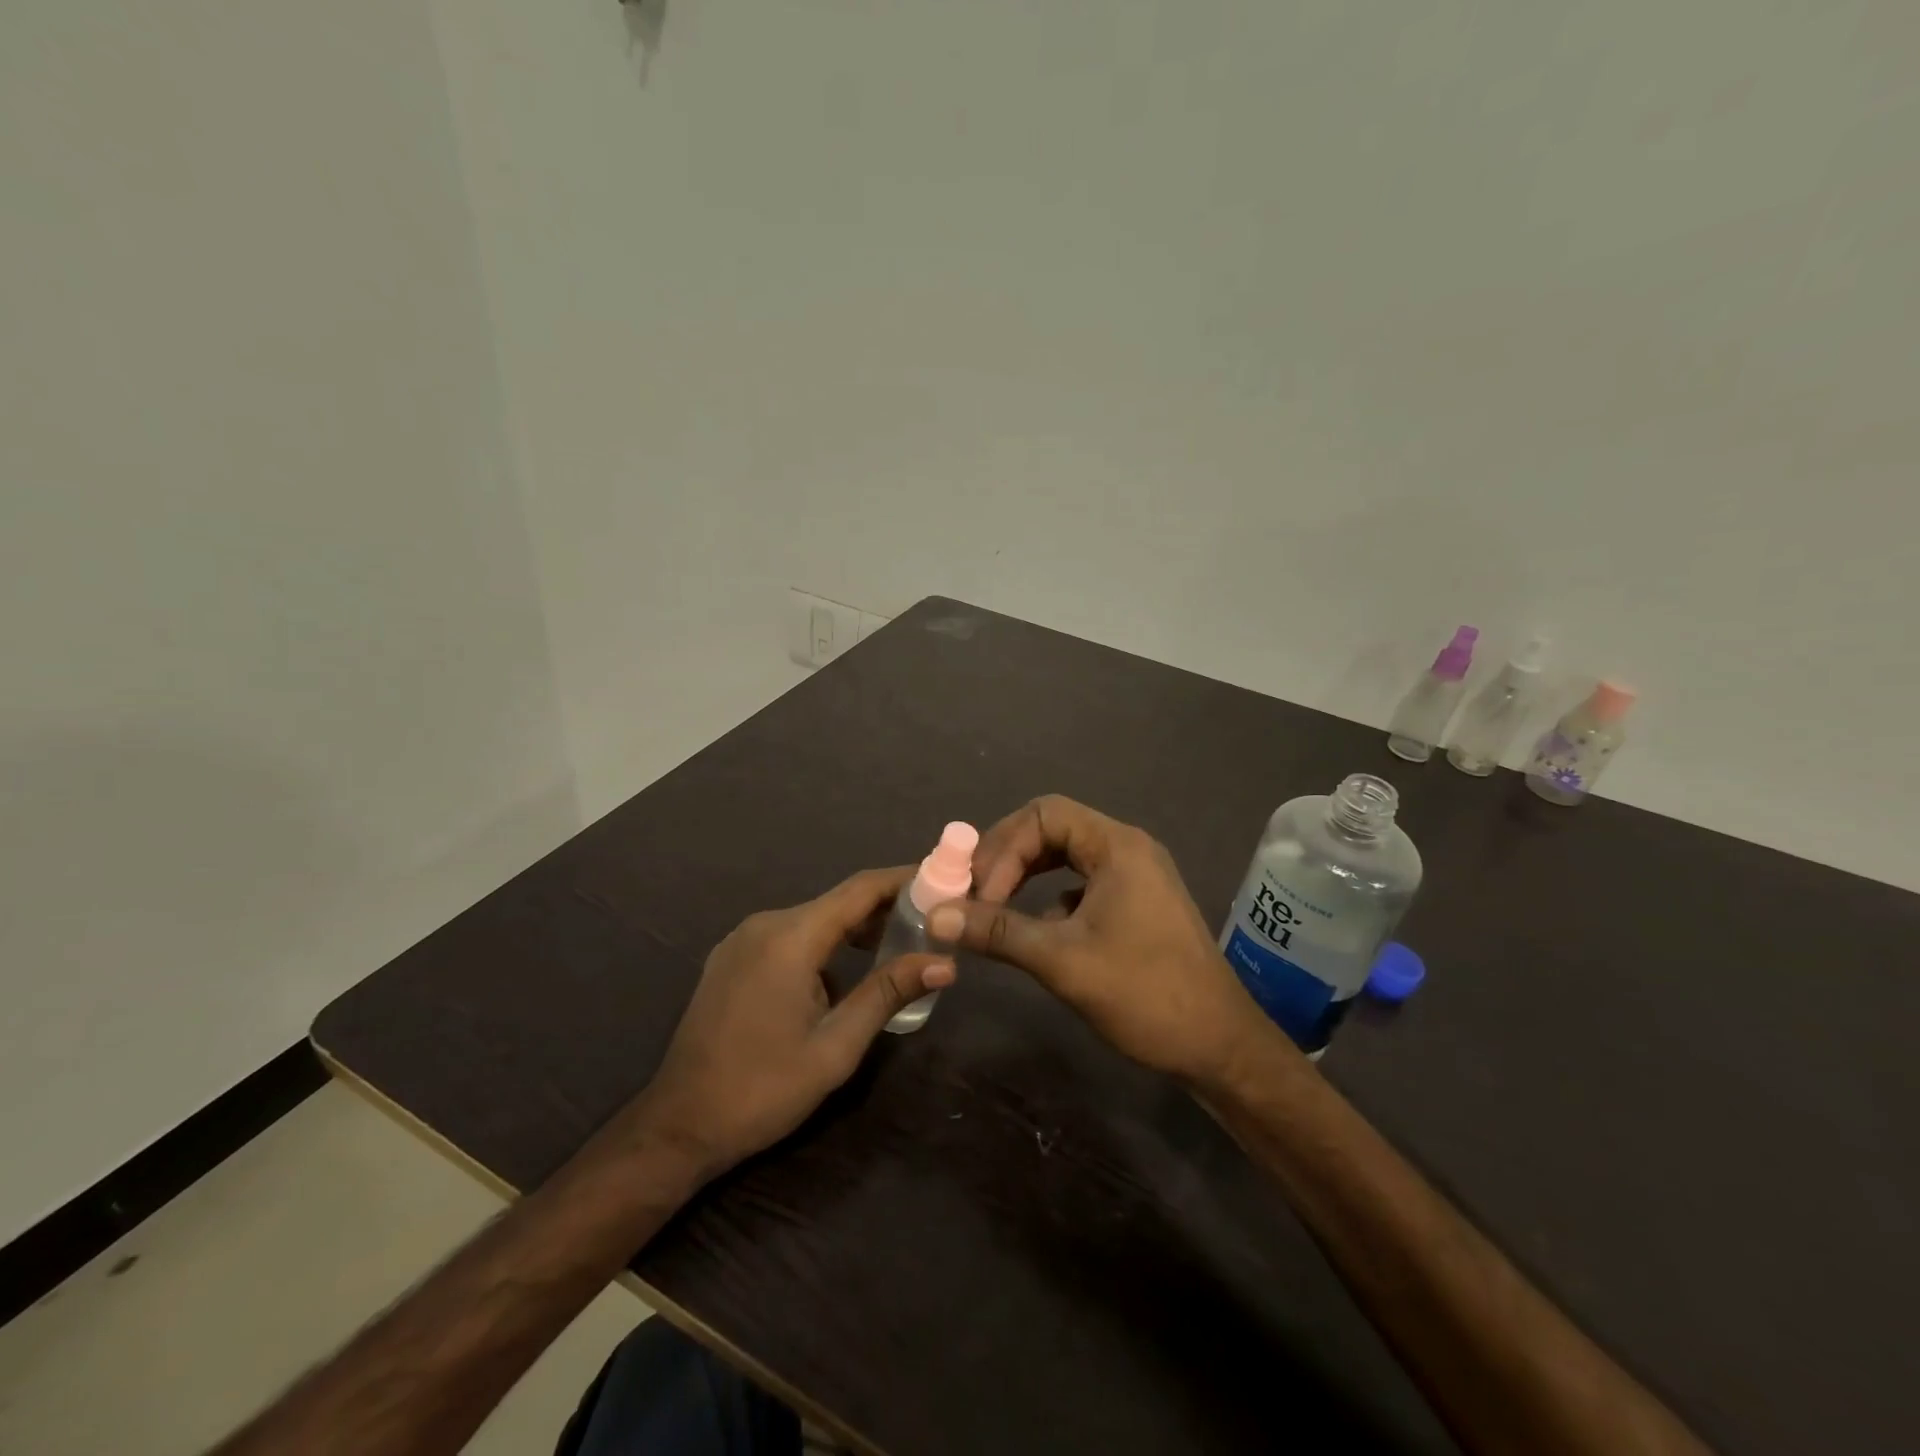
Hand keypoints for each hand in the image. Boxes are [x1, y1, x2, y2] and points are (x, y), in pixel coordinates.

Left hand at [634, 866, 954, 1180]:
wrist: (678, 1126)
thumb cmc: (762, 1089)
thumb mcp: (835, 1047)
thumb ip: (887, 993)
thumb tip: (945, 964)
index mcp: (790, 937)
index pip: (860, 889)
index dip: (904, 880)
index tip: (944, 881)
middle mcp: (765, 924)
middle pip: (838, 901)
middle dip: (886, 908)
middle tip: (932, 922)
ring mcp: (743, 939)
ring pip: (814, 919)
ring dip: (855, 928)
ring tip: (900, 946)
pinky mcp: (732, 958)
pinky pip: (790, 936)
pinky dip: (825, 943)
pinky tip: (846, 970)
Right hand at [930, 795, 1275, 1086]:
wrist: (1219, 1046)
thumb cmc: (1145, 994)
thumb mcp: (1063, 961)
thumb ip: (999, 932)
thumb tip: (936, 916)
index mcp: (1117, 846)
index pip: (1044, 815)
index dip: (1004, 848)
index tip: (980, 895)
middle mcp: (1128, 848)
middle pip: (1053, 828)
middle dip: (1009, 857)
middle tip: (974, 893)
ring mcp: (1135, 876)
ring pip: (1066, 855)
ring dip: (1026, 875)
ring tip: (993, 906)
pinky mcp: (1136, 903)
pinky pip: (1081, 882)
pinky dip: (1049, 896)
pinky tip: (1034, 930)